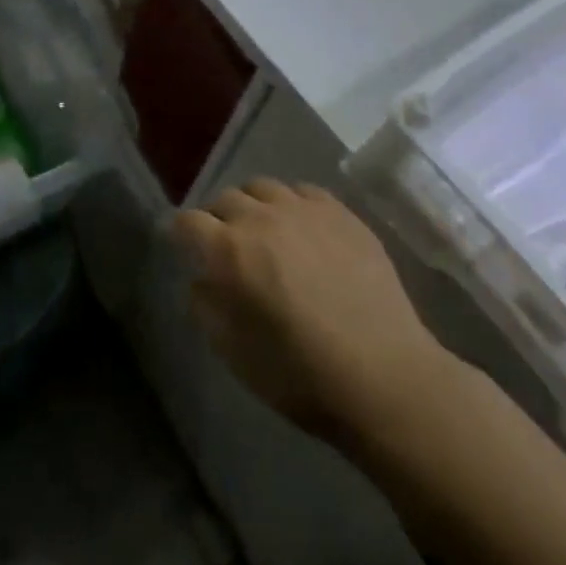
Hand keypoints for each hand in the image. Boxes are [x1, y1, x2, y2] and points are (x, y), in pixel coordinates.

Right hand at [173, 180, 453, 444]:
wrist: (386, 377)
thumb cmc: (302, 375)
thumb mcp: (235, 354)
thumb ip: (206, 308)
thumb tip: (200, 280)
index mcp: (229, 251)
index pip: (188, 222)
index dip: (179, 233)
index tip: (180, 244)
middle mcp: (261, 218)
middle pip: (225, 199)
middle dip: (217, 219)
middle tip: (225, 244)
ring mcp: (304, 210)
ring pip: (263, 187)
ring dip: (253, 205)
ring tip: (263, 230)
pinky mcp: (341, 213)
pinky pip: (303, 191)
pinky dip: (291, 203)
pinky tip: (301, 227)